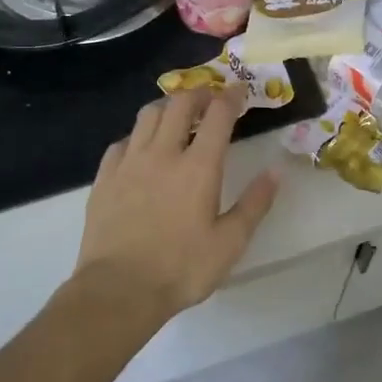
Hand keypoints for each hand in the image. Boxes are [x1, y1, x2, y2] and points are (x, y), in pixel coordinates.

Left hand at [73, 89, 279, 321]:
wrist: (118, 290)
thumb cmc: (182, 268)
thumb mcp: (231, 242)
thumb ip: (255, 203)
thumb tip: (276, 171)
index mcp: (199, 167)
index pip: (218, 115)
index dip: (231, 97)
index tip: (240, 91)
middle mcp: (163, 154)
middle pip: (179, 104)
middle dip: (199, 93)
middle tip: (210, 99)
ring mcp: (129, 163)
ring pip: (147, 115)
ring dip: (167, 106)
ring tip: (177, 115)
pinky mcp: (105, 178)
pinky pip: (121, 142)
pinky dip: (137, 135)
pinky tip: (141, 148)